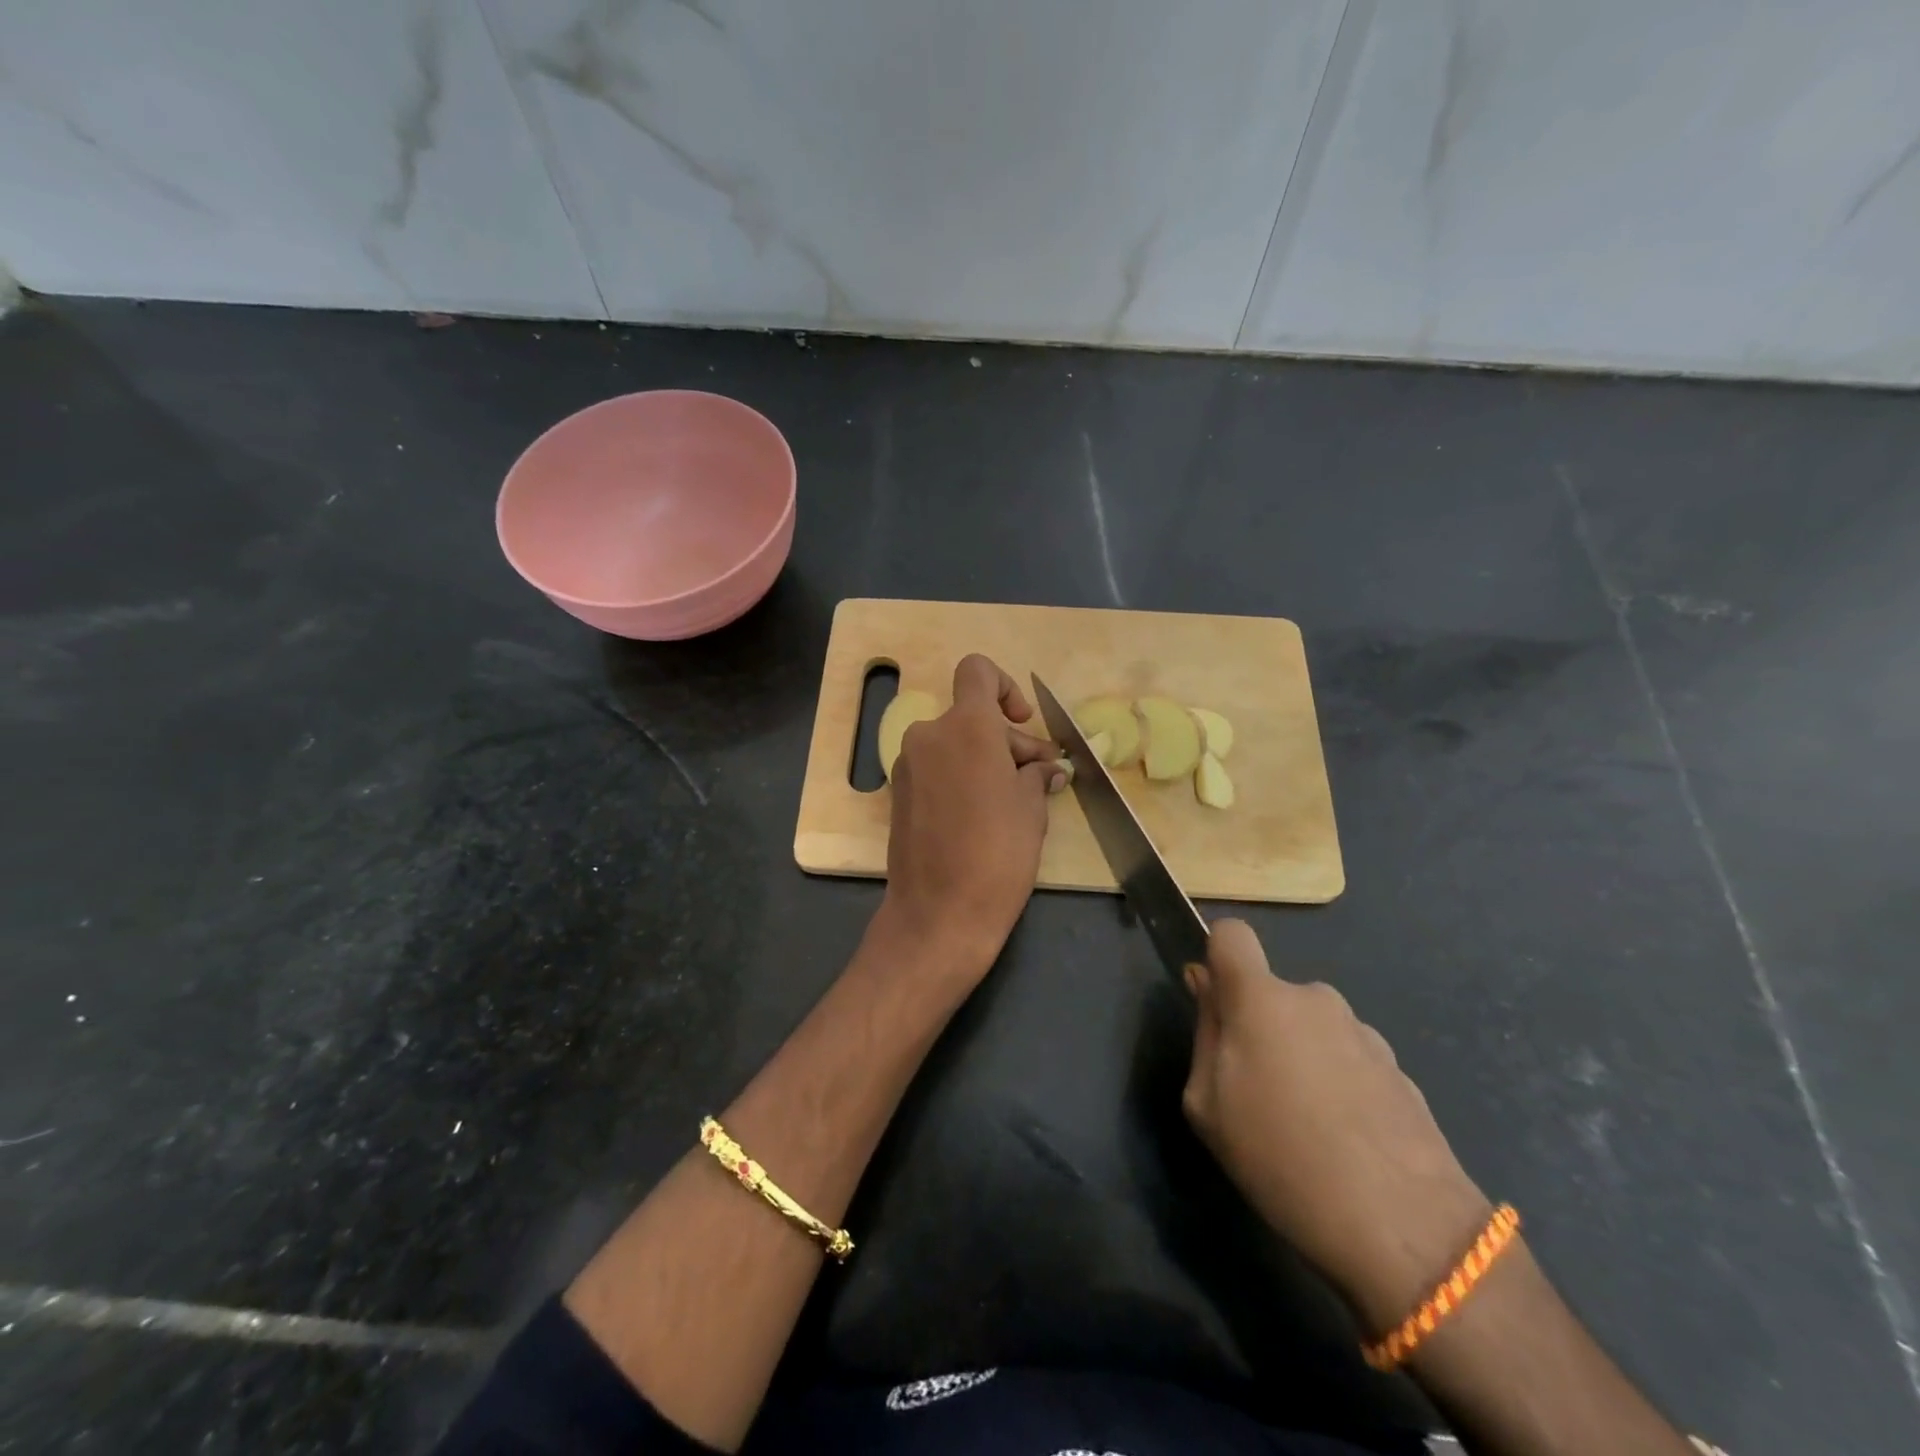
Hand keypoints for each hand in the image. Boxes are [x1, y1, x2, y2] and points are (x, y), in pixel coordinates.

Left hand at [882, 655, 1064, 972]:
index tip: (1022, 723)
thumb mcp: (1032, 809)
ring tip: (1019, 800)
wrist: (938, 913)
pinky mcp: (899, 793)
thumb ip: (1036, 774)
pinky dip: (961, 778)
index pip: (978, 671)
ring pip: (955, 744)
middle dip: (1008, 741)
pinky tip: (985, 814)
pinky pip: (937, 768)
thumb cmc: (997, 853)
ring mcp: (908, 764)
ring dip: (986, 761)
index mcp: (966, 726)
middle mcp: (929, 734)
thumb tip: (1044, 769)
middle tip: (1041, 777)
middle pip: (972, 716)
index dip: (1005, 687)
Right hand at [1182, 920, 1492, 1331]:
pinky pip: (1348, 1059)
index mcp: (1261, 998)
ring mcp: (1363, 1032)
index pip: (1231, 934)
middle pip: (1272, 994)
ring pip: (1311, 1029)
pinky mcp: (1399, 1069)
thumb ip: (1205, 1033)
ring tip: (1308, 1129)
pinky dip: (1339, 1085)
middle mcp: (1314, 999)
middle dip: (1260, 1027)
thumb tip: (1207, 986)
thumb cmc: (1281, 1158)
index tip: (1215, 1002)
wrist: (1404, 1228)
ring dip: (1302, 1059)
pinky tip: (1347, 1142)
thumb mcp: (1208, 1104)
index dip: (1217, 957)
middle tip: (1257, 1093)